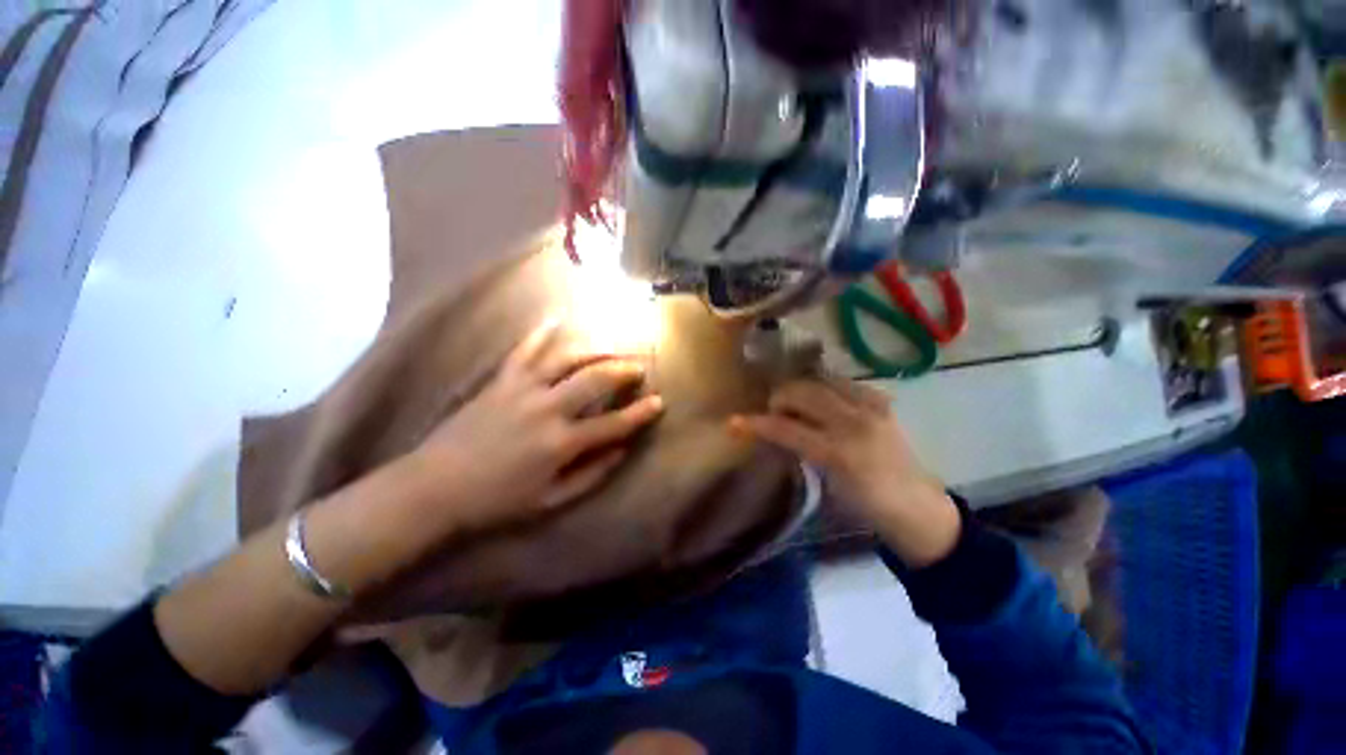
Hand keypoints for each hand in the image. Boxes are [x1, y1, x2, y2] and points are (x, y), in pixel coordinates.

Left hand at [406, 318, 663, 533]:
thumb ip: (591, 475)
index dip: (640, 413)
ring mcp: (522, 389)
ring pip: (567, 358)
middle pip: (596, 379)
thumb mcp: (550, 500)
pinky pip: (525, 349)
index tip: (659, 402)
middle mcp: (547, 409)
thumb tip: (622, 451)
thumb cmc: (496, 500)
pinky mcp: (501, 380)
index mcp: (561, 443)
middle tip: (639, 367)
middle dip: (623, 370)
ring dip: (595, 350)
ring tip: (612, 347)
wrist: (434, 487)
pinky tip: (557, 318)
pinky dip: (541, 332)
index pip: (613, 423)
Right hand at [732, 379, 959, 566]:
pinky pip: (842, 383)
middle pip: (802, 393)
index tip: (733, 422)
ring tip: (793, 405)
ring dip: (799, 389)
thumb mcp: (826, 483)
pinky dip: (823, 388)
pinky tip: (820, 402)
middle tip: (772, 413)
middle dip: (779, 398)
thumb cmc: (866, 506)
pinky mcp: (882, 401)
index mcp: (840, 453)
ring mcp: (871, 407)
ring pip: (820, 381)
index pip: (787, 429)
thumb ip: (800, 451)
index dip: (757, 424)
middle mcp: (855, 422)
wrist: (917, 508)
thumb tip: (773, 430)